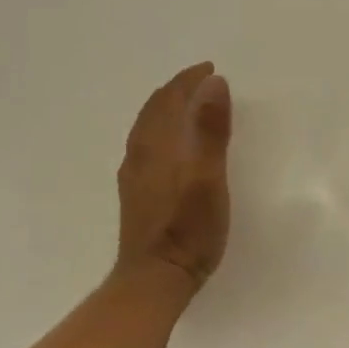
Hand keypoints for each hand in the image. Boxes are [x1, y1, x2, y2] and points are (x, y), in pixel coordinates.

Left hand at [113, 61, 232, 297]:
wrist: (155, 278)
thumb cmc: (189, 229)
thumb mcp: (210, 178)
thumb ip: (211, 130)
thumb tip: (213, 83)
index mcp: (158, 145)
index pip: (170, 99)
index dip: (189, 80)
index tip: (210, 69)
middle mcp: (140, 154)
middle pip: (155, 110)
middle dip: (177, 90)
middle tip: (201, 81)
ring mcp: (135, 175)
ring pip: (147, 128)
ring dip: (167, 109)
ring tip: (188, 105)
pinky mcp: (136, 193)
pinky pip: (146, 144)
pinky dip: (162, 129)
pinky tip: (171, 144)